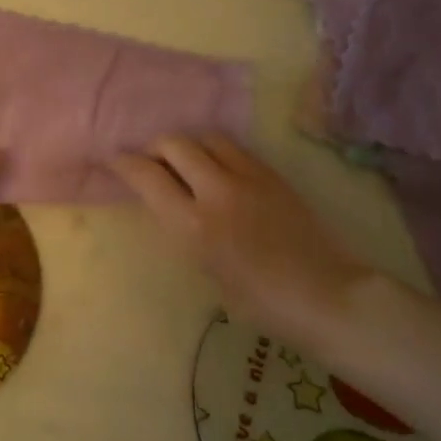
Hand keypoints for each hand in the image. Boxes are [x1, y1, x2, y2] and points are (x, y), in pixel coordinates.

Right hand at [112, 133, 372, 348]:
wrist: (327, 296)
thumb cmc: (261, 302)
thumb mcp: (207, 270)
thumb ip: (185, 230)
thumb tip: (172, 205)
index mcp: (193, 225)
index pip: (146, 175)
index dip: (123, 163)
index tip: (113, 160)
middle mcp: (217, 191)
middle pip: (174, 143)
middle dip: (155, 147)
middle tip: (151, 160)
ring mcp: (248, 177)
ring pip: (206, 137)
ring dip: (188, 144)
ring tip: (186, 160)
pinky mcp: (273, 174)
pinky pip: (235, 148)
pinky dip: (217, 151)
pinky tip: (218, 168)